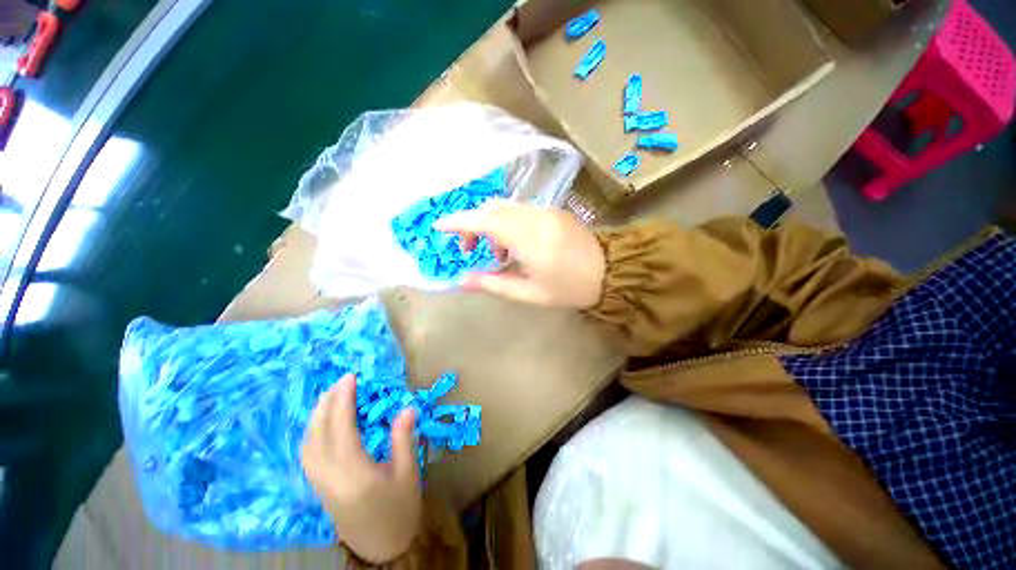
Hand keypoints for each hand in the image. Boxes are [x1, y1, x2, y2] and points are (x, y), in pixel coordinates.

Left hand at [301, 375, 421, 562]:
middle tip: (340, 382)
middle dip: (326, 404)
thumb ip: (403, 439)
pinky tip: (320, 425)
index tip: (350, 377)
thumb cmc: (400, 509)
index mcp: (354, 473)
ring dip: (315, 417)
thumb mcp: (408, 473)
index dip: (343, 400)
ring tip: (329, 397)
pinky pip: (307, 455)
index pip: (342, 428)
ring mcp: (320, 484)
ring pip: (307, 445)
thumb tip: (407, 407)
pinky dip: (311, 433)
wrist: (382, 547)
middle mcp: (330, 477)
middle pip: (318, 435)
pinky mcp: (318, 488)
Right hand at [435, 200, 605, 307]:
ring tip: (497, 254)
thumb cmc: (569, 288)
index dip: (457, 222)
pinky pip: (520, 210)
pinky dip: (507, 223)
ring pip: (505, 208)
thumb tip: (463, 280)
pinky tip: (514, 245)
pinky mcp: (553, 211)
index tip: (438, 228)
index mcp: (528, 238)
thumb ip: (493, 283)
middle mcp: (534, 216)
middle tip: (470, 250)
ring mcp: (545, 210)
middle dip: (473, 225)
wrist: (611, 272)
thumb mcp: (529, 293)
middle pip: (492, 209)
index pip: (484, 220)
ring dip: (491, 226)